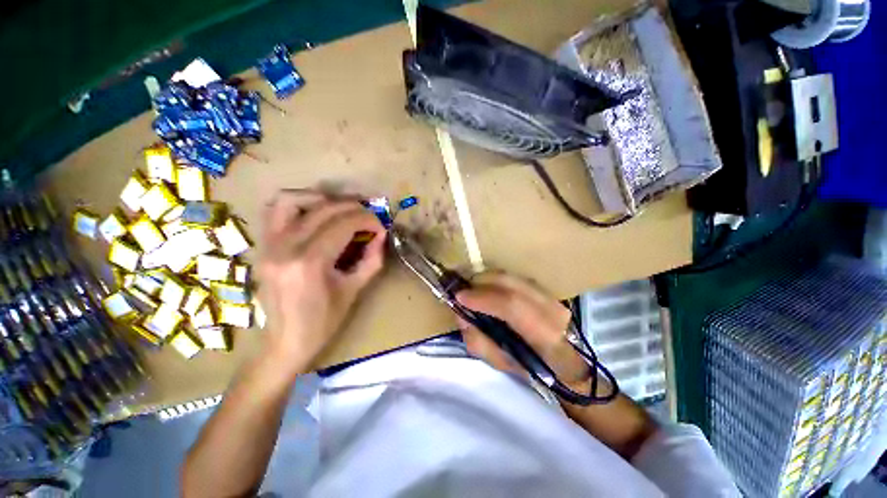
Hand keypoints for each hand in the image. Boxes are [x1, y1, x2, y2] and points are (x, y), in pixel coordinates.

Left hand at [257, 191, 385, 378]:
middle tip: (368, 215)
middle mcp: (285, 247)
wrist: (284, 342)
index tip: (380, 225)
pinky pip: (274, 211)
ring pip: (291, 200)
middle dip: (352, 208)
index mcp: (310, 263)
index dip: (367, 220)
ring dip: (320, 199)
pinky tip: (314, 213)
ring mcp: (268, 245)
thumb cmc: (323, 322)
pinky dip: (297, 204)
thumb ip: (371, 259)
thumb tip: (381, 234)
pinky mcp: (262, 246)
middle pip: (323, 210)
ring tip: (340, 209)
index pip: (343, 225)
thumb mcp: (354, 290)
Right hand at [455, 272, 590, 388]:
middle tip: (461, 289)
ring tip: (471, 287)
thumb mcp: (501, 364)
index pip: (511, 305)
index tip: (459, 297)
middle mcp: (551, 309)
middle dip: (479, 282)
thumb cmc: (533, 369)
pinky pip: (513, 278)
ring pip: (511, 276)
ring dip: (486, 278)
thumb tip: (461, 314)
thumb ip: (477, 340)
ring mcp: (551, 296)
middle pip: (509, 282)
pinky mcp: (546, 290)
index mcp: (544, 335)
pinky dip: (495, 280)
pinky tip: (486, 287)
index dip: (482, 298)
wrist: (566, 363)